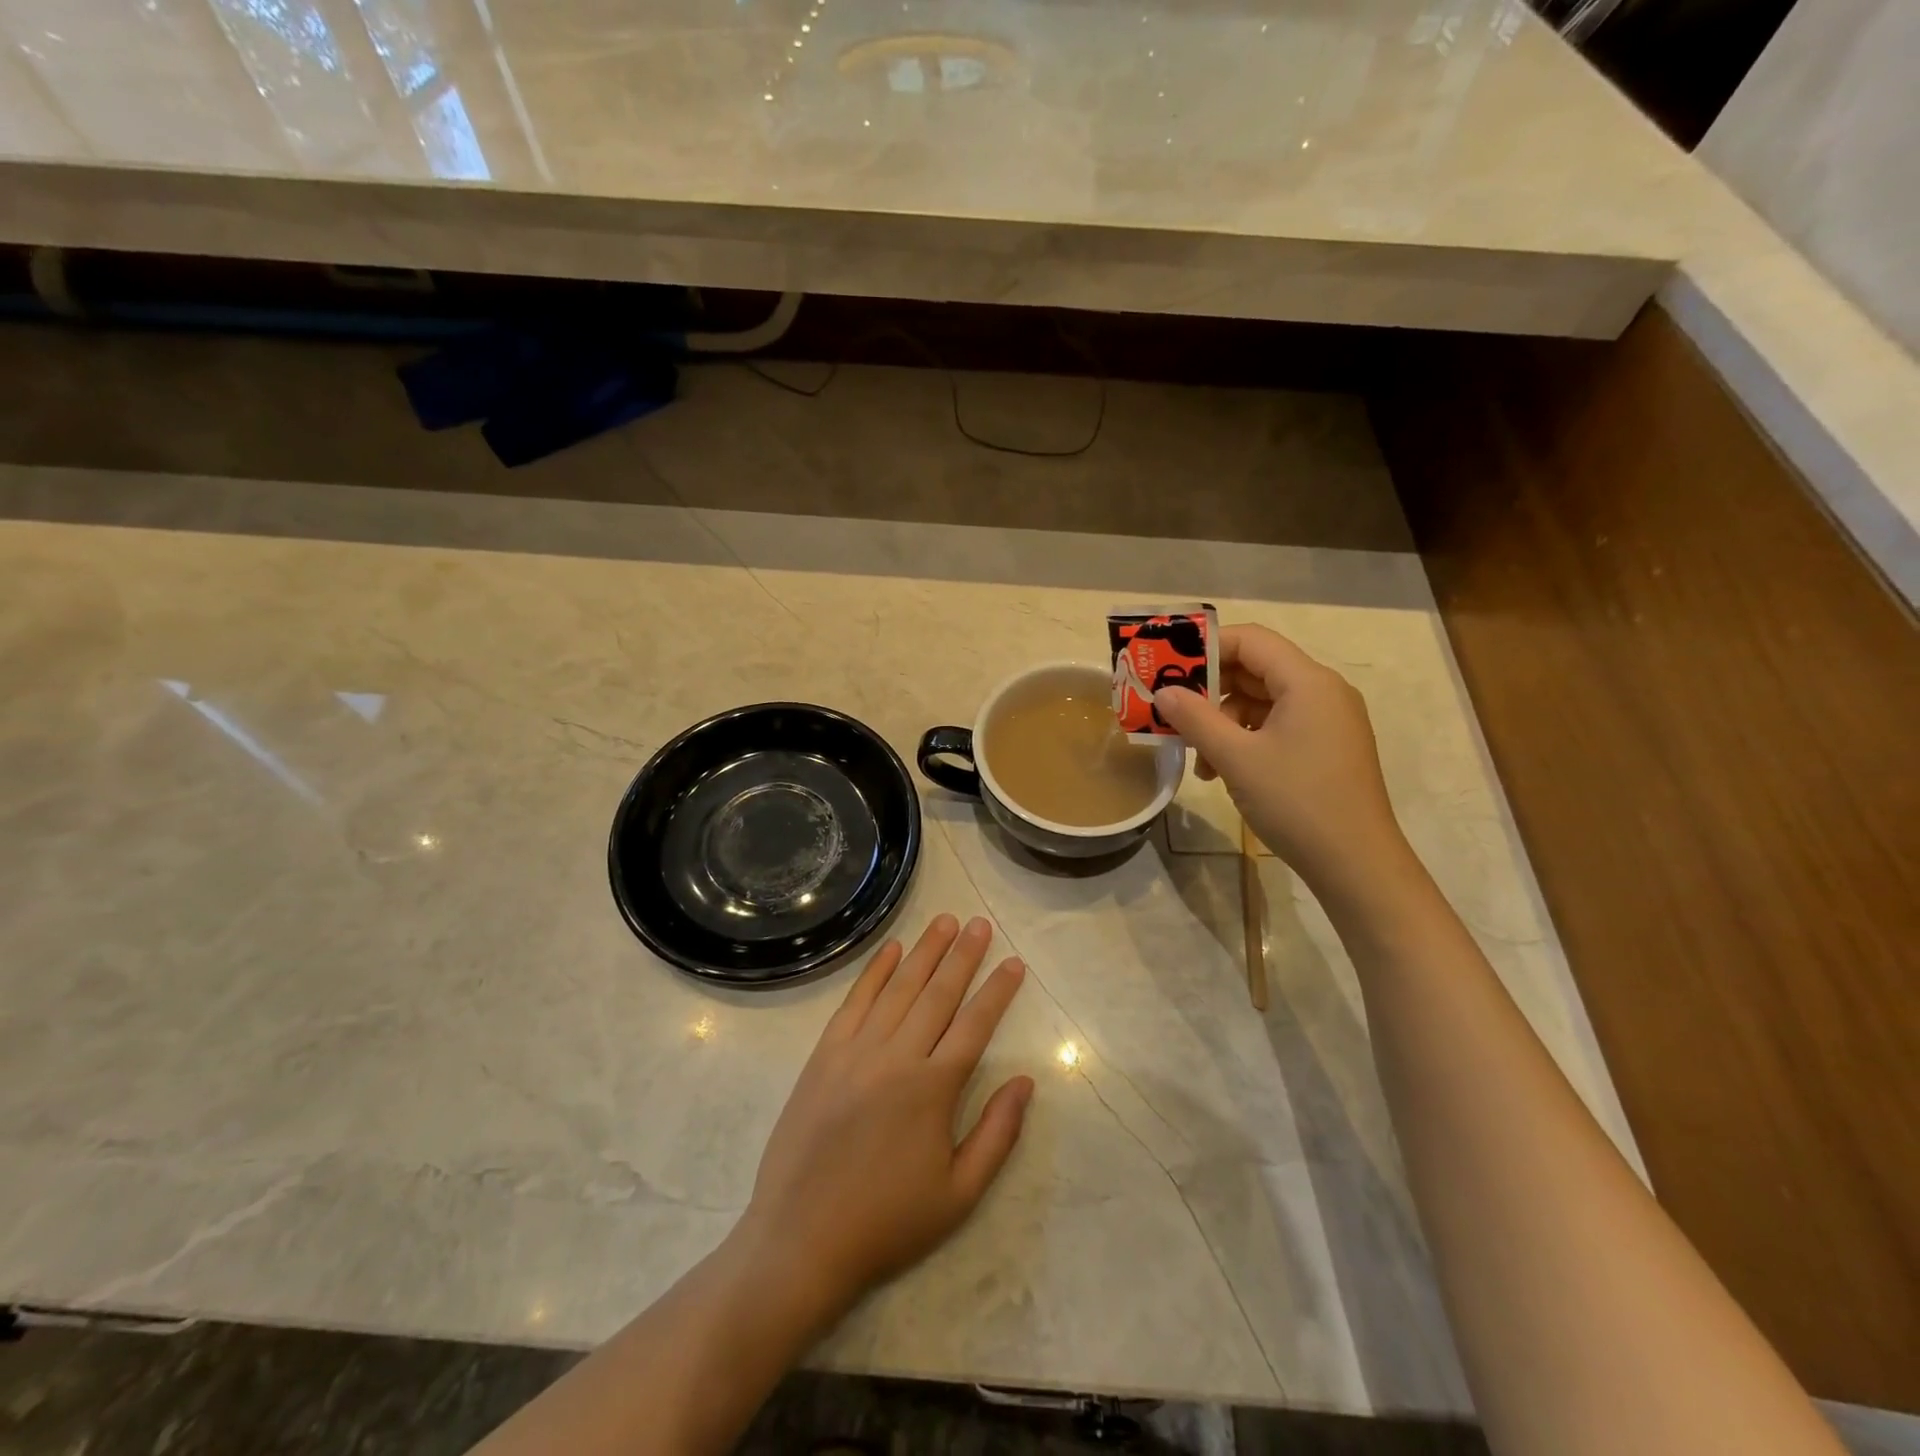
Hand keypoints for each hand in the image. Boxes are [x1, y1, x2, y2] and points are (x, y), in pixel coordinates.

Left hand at [739, 915, 1031, 1319]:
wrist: (801, 1239)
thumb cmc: (887, 1221)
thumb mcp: (959, 1195)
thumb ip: (998, 1134)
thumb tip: (1026, 1081)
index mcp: (933, 1089)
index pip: (975, 1024)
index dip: (998, 991)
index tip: (1014, 962)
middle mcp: (897, 1057)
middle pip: (938, 994)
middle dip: (964, 956)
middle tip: (981, 923)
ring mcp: (856, 1051)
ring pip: (899, 988)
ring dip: (925, 952)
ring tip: (946, 922)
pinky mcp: (824, 1054)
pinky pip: (855, 1001)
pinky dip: (875, 972)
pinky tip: (892, 950)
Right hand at [1153, 624, 1410, 900]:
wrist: (1356, 864)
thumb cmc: (1296, 802)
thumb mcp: (1236, 758)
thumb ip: (1195, 719)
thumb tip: (1162, 692)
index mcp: (1308, 682)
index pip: (1251, 640)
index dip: (1205, 648)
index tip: (1166, 667)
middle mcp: (1322, 692)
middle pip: (1255, 669)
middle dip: (1209, 690)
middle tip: (1171, 711)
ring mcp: (1327, 721)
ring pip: (1262, 702)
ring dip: (1222, 722)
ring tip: (1197, 758)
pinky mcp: (1325, 748)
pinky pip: (1276, 727)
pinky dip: (1244, 740)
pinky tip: (1223, 771)